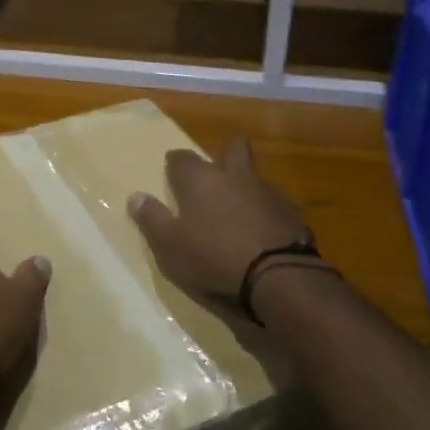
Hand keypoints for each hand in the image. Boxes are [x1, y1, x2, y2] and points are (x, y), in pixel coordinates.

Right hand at [127, 139, 312, 307]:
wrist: (279, 277)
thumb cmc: (214, 258)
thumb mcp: (170, 246)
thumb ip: (152, 219)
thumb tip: (135, 196)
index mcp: (201, 180)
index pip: (182, 159)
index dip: (175, 163)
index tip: (172, 170)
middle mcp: (235, 177)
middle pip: (233, 152)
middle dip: (227, 154)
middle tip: (220, 167)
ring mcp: (268, 193)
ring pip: (255, 179)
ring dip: (247, 188)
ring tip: (240, 208)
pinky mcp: (293, 214)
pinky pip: (275, 205)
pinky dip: (267, 213)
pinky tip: (264, 230)